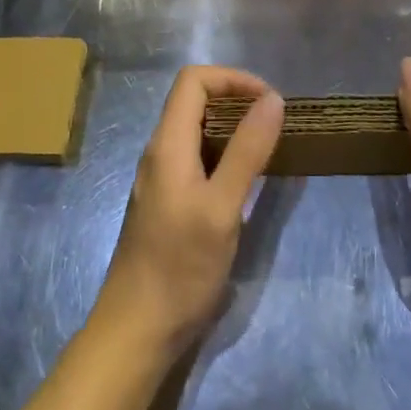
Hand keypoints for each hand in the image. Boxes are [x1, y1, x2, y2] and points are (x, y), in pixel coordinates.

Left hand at [91, 66, 283, 358]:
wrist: (136, 331)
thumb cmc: (179, 267)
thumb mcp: (222, 207)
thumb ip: (247, 150)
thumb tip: (272, 99)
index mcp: (167, 144)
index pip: (193, 80)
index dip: (232, 78)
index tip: (268, 101)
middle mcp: (159, 152)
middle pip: (194, 101)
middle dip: (236, 100)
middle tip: (274, 124)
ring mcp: (160, 178)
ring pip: (196, 131)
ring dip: (232, 128)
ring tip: (268, 148)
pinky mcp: (167, 202)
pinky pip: (196, 158)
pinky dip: (224, 154)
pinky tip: (246, 181)